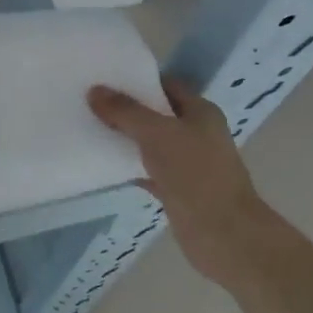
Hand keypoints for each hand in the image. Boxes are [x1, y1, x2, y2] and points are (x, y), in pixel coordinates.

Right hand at [88, 77, 268, 290]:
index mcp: (200, 112)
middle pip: (155, 114)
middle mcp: (196, 134)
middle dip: (126, 109)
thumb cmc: (195, 174)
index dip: (138, 79)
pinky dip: (127, 167)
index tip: (105, 77)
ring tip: (88, 127)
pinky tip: (101, 163)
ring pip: (149, 143)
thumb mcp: (156, 133)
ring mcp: (186, 163)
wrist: (224, 235)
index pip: (166, 85)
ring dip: (124, 138)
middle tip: (90, 101)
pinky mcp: (176, 189)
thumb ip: (125, 111)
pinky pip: (146, 170)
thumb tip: (94, 90)